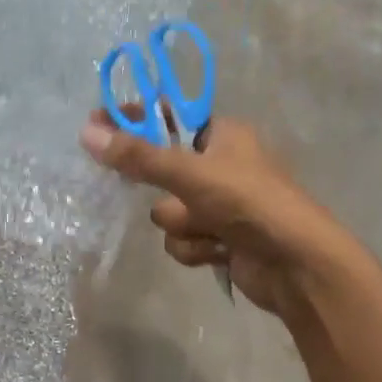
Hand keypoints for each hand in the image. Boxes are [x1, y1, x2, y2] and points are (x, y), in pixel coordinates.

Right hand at [79, 112, 347, 316]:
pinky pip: (182, 239)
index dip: (135, 120)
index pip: (169, 117)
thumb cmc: (247, 202)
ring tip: (208, 229)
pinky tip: (218, 251)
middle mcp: (220, 166)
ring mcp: (220, 205)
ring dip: (182, 224)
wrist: (295, 264)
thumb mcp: (189, 174)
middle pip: (162, 169)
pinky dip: (194, 247)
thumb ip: (138, 157)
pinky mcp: (219, 238)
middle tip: (143, 186)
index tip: (98, 124)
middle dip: (162, 189)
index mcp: (223, 135)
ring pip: (169, 211)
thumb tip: (87, 133)